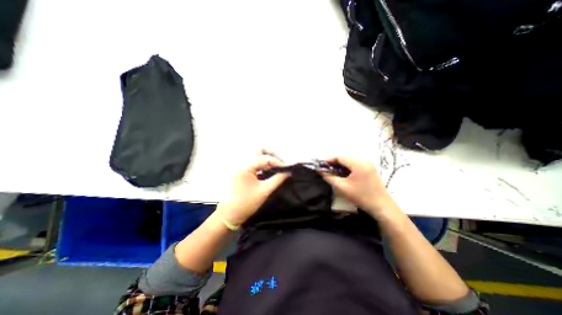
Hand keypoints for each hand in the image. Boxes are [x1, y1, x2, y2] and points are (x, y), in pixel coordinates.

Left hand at [216, 152, 288, 224]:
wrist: (229, 215)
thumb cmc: (246, 204)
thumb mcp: (264, 191)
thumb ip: (278, 179)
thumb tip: (288, 172)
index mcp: (245, 167)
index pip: (264, 158)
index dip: (277, 161)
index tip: (286, 168)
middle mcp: (241, 162)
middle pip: (258, 150)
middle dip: (272, 153)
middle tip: (281, 162)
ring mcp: (240, 166)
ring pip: (256, 154)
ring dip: (267, 157)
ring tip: (277, 166)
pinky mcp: (242, 170)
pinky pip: (254, 161)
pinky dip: (263, 163)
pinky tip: (269, 169)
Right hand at [321, 156, 393, 216]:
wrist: (382, 206)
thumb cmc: (361, 196)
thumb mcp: (342, 187)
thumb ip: (330, 177)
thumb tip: (320, 171)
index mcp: (358, 163)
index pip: (340, 157)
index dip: (329, 160)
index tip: (321, 165)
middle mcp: (364, 160)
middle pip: (345, 158)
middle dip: (334, 163)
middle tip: (326, 170)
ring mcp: (369, 164)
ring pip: (350, 161)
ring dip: (341, 165)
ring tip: (333, 172)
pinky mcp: (370, 169)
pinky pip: (356, 165)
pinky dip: (348, 168)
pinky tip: (343, 174)